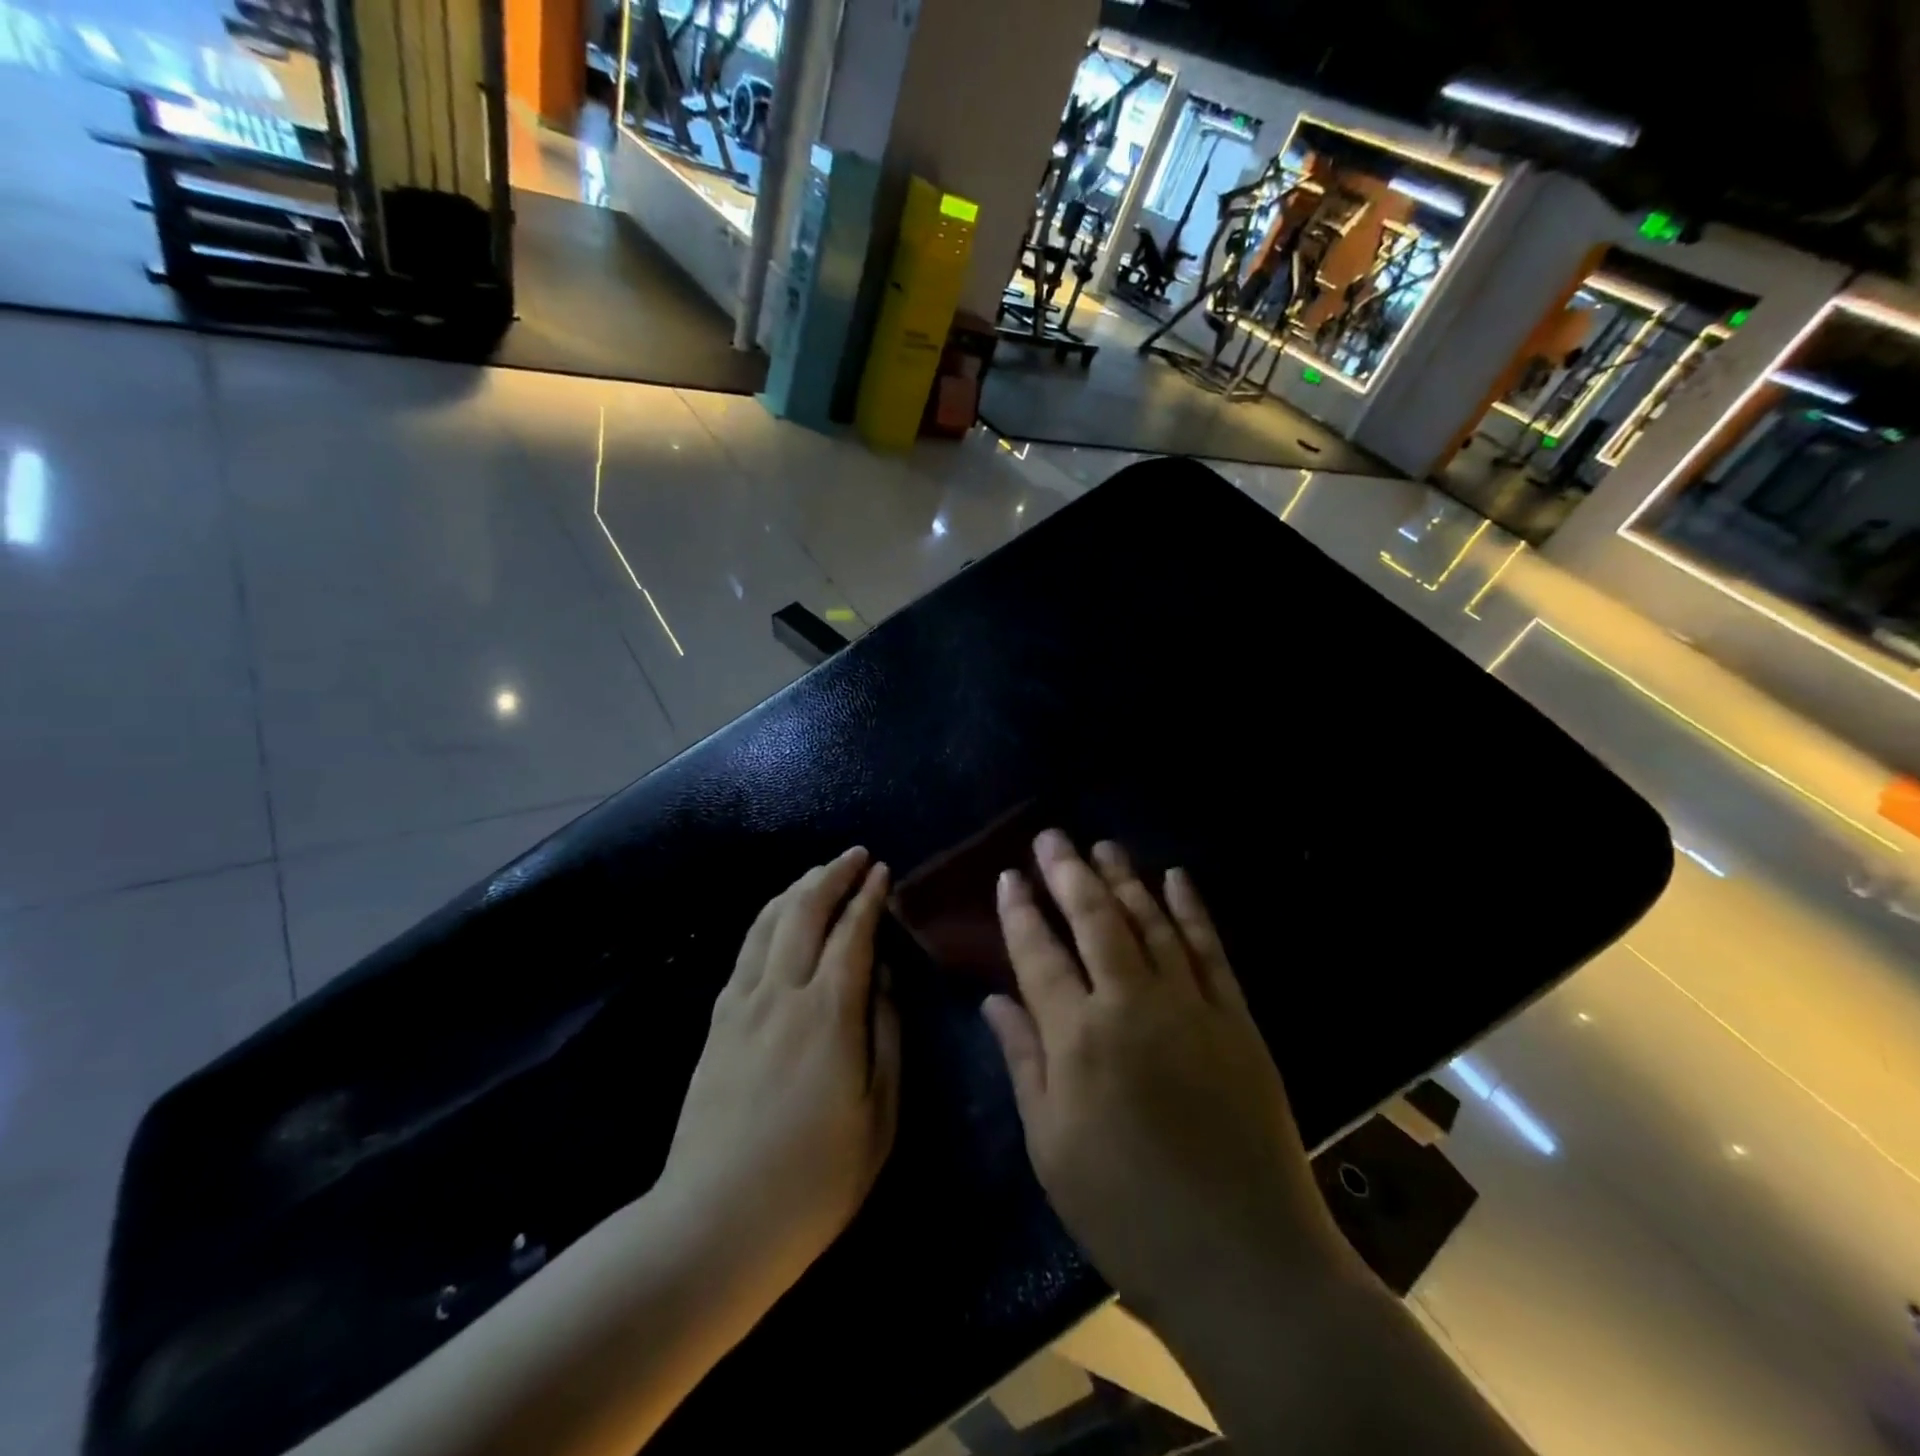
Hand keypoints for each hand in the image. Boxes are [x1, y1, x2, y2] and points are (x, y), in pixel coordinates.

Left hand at [656, 847, 899, 1310]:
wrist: (713, 1224)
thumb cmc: (814, 1179)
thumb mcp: (879, 1114)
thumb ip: (885, 1034)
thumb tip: (880, 976)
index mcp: (829, 1014)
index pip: (853, 933)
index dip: (869, 897)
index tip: (883, 871)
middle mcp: (782, 993)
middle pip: (805, 912)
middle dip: (832, 876)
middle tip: (855, 856)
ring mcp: (742, 1004)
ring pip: (769, 922)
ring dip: (798, 889)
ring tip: (819, 873)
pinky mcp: (717, 1021)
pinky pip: (746, 949)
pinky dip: (768, 918)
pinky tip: (777, 917)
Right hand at [982, 831, 1350, 1327]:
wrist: (1244, 1261)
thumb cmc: (1126, 1212)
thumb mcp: (1052, 1147)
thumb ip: (1024, 1061)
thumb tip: (995, 999)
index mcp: (1079, 1039)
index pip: (1040, 954)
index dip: (1021, 912)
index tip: (1009, 876)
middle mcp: (1132, 1004)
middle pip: (1095, 919)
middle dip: (1068, 872)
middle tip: (1051, 836)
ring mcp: (1191, 1006)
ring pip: (1151, 921)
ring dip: (1125, 878)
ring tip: (1103, 845)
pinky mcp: (1237, 1019)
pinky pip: (1210, 948)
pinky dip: (1191, 908)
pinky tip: (1175, 878)